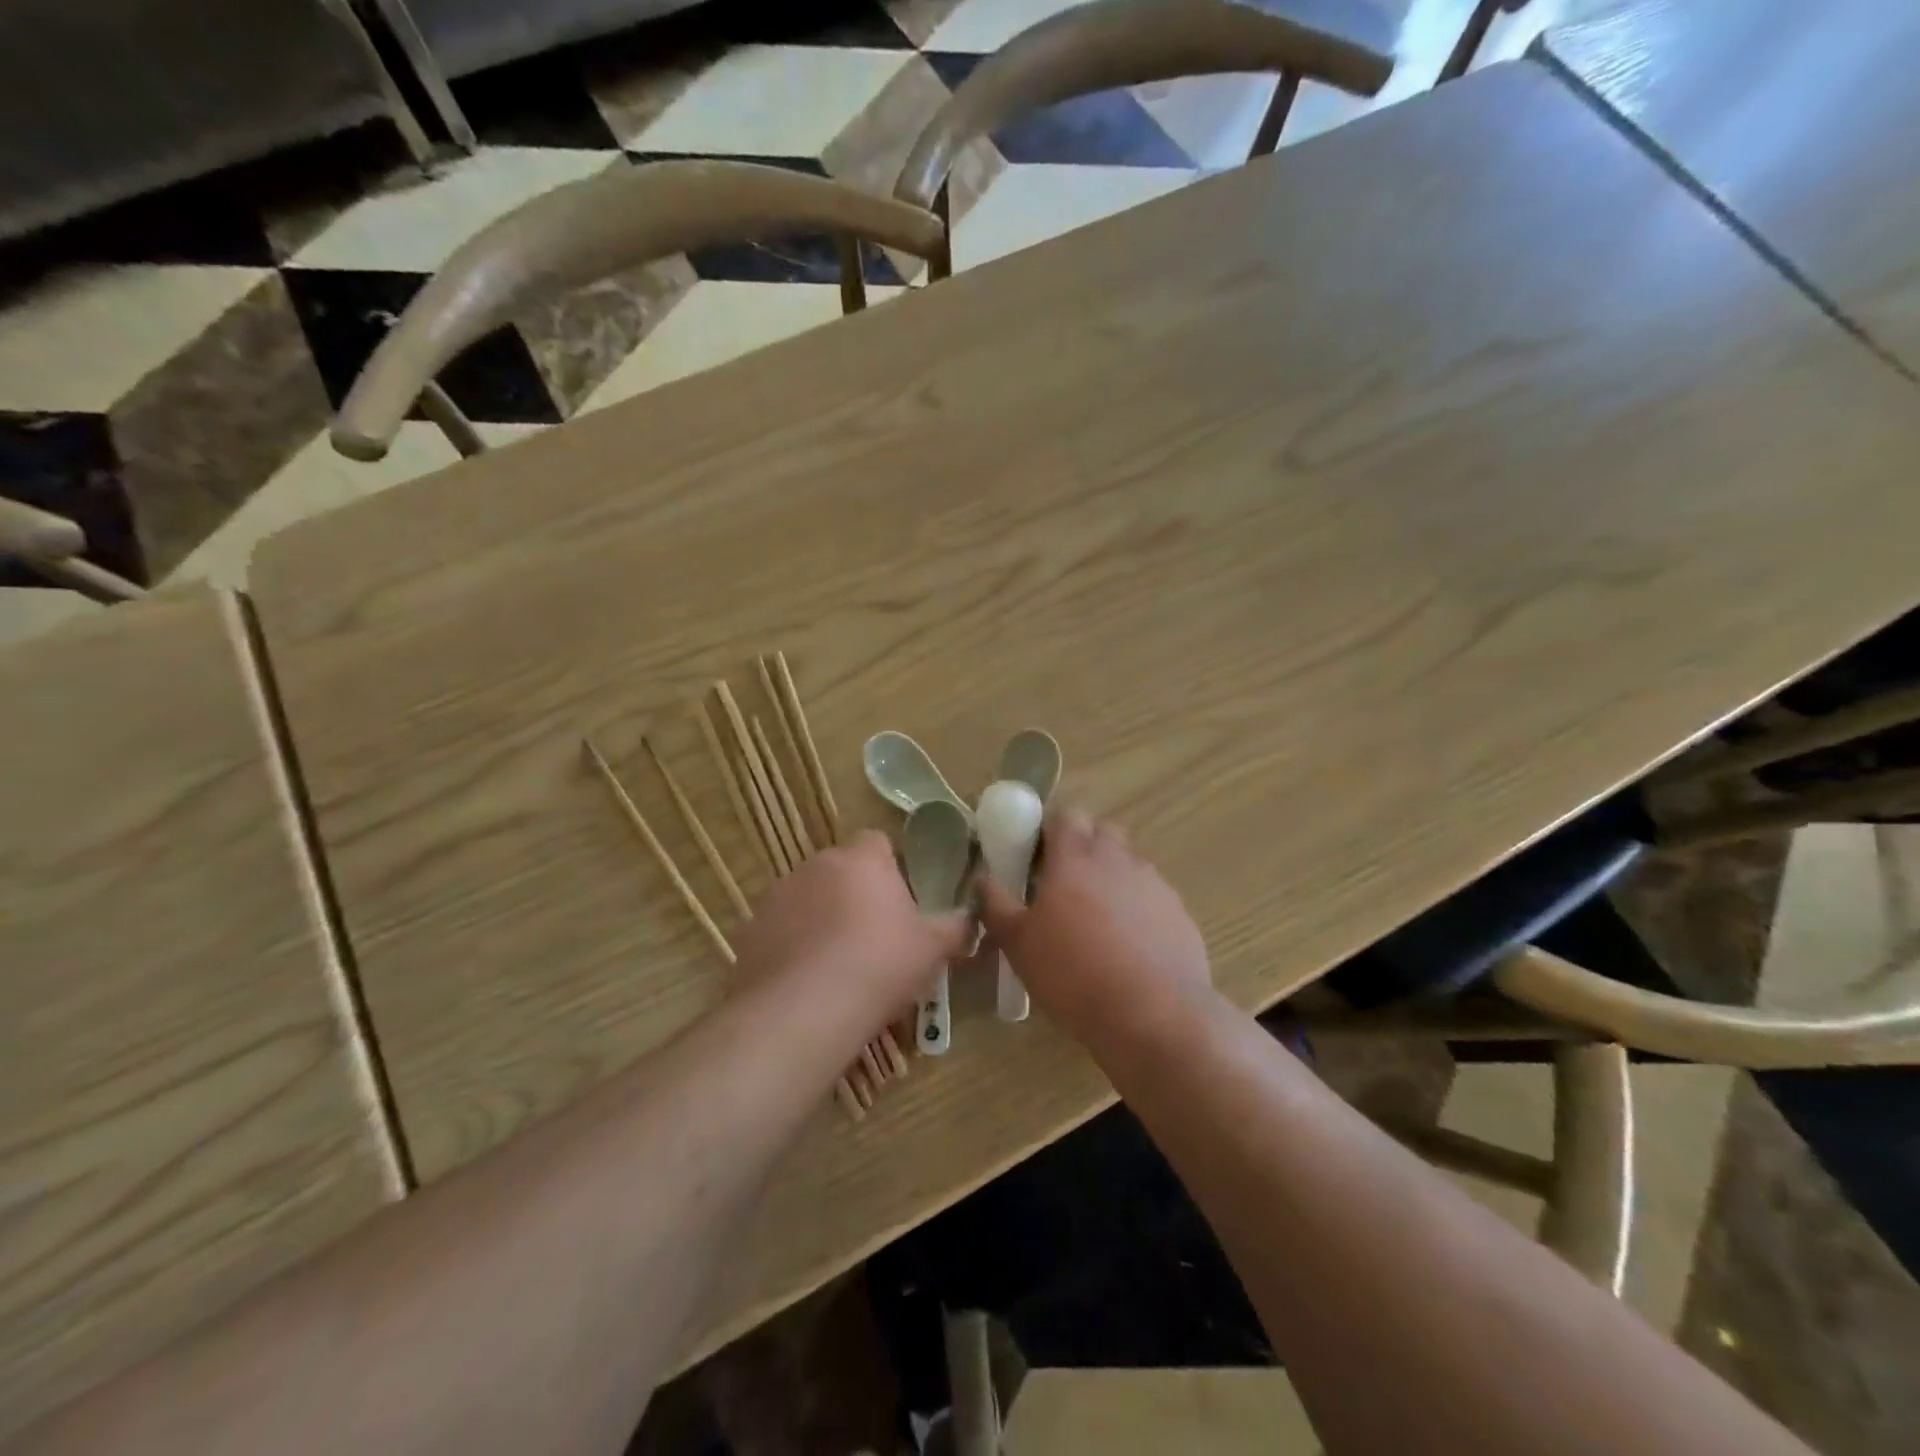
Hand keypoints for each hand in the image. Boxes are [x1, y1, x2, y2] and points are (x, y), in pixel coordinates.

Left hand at [734, 830, 972, 1028]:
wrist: (801, 1012)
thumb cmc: (878, 966)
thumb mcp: (932, 950)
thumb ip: (956, 927)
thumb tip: (970, 917)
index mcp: (862, 860)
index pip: (878, 841)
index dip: (891, 866)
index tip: (901, 899)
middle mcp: (816, 865)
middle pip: (842, 869)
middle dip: (856, 893)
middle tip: (875, 935)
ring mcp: (778, 895)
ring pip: (809, 898)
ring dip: (822, 917)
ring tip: (838, 964)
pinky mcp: (751, 929)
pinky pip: (782, 928)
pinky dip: (794, 944)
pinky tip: (807, 981)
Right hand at [979, 808, 1209, 1038]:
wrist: (1154, 1015)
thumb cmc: (1073, 973)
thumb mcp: (1018, 944)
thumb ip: (996, 904)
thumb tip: (983, 877)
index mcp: (1076, 857)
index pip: (1066, 814)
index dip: (1050, 829)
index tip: (1036, 857)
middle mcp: (1118, 859)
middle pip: (1102, 831)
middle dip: (1083, 847)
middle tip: (1063, 885)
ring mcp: (1154, 884)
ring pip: (1129, 864)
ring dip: (1111, 878)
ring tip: (1095, 921)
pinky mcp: (1179, 913)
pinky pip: (1152, 897)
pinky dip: (1137, 909)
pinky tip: (1128, 947)